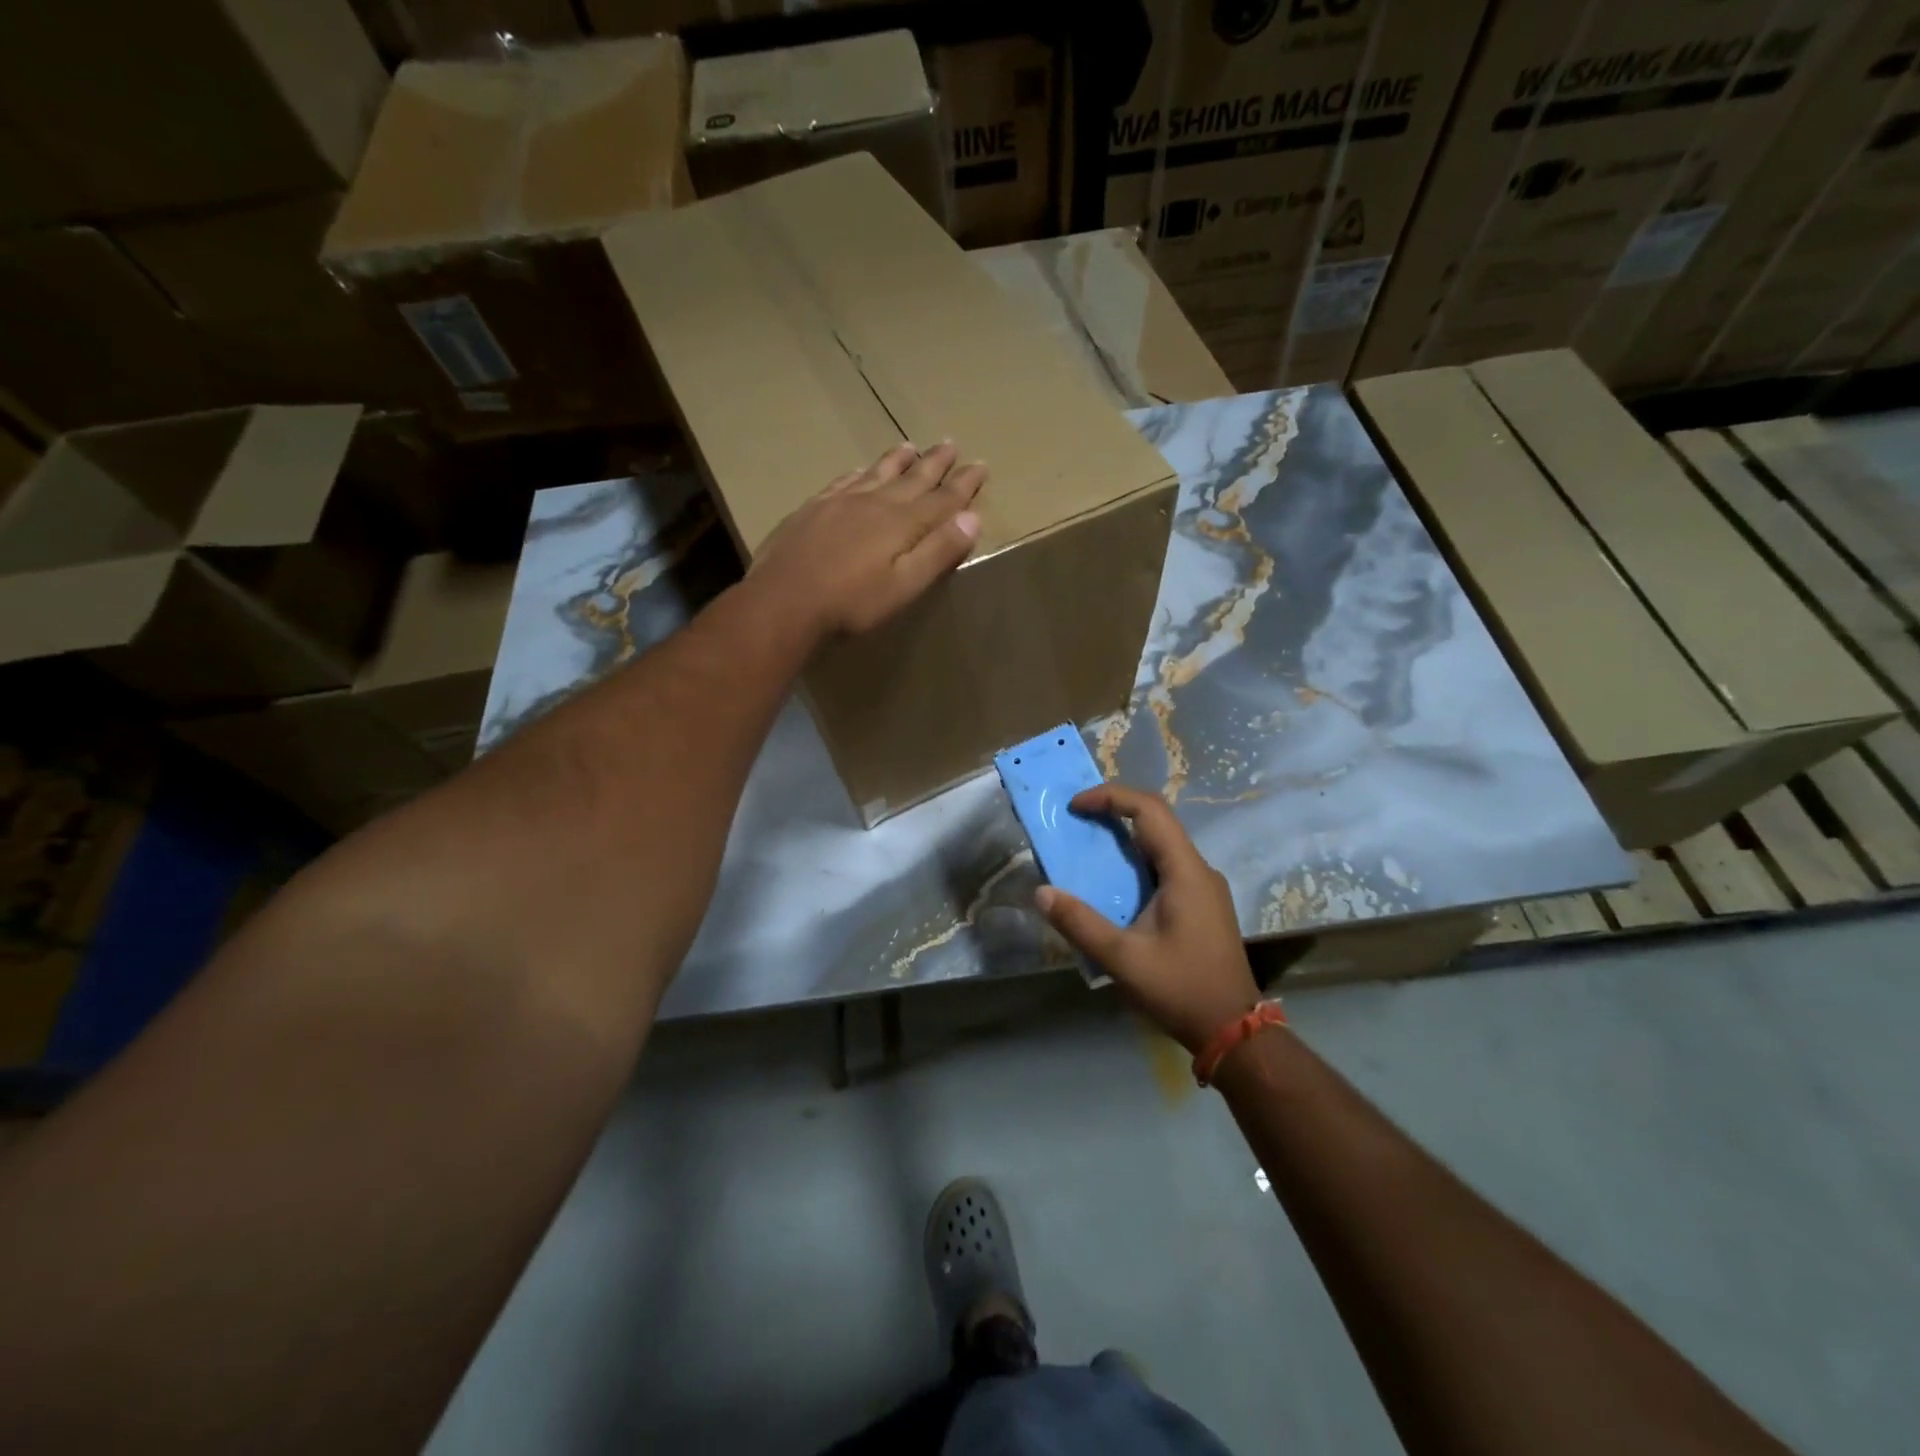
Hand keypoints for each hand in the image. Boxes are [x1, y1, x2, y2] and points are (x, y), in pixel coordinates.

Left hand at [751, 441, 985, 637]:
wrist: (783, 601)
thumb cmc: (851, 603)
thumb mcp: (904, 586)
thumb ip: (938, 552)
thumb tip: (972, 518)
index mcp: (902, 523)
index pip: (943, 499)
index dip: (964, 484)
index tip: (980, 465)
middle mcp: (875, 503)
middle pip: (912, 478)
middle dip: (935, 463)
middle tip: (951, 444)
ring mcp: (840, 502)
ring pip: (877, 472)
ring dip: (898, 460)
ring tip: (911, 446)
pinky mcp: (812, 509)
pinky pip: (843, 481)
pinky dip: (859, 472)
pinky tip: (859, 469)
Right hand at [1035, 783, 1260, 1053]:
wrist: (1233, 1031)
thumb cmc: (1181, 990)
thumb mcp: (1123, 960)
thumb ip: (1080, 923)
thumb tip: (1041, 893)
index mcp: (1186, 872)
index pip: (1150, 810)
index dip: (1110, 797)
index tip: (1074, 806)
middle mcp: (1199, 870)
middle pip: (1157, 820)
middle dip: (1114, 810)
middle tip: (1075, 818)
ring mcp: (1204, 887)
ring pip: (1161, 843)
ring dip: (1124, 836)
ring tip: (1087, 845)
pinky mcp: (1202, 904)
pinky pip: (1165, 866)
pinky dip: (1135, 860)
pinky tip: (1114, 883)